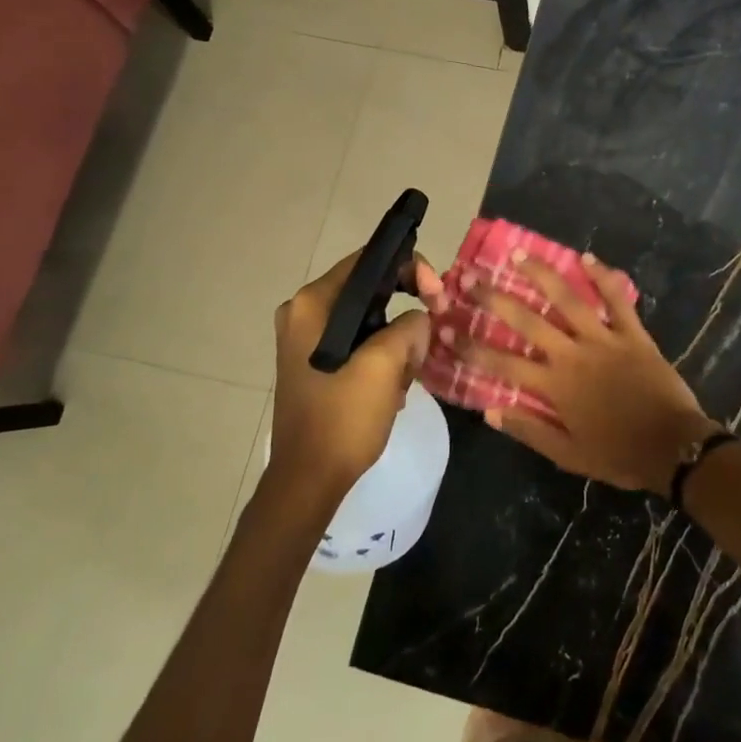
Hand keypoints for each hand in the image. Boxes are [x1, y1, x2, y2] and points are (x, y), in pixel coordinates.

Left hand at [271, 249, 442, 502]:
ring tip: (407, 375)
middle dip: (406, 312)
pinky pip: (359, 344)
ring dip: (397, 342)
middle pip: (370, 290)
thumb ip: (409, 327)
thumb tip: (419, 319)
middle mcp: (303, 313)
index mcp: (312, 304)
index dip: (411, 269)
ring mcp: (306, 340)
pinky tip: (392, 387)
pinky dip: (381, 358)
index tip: (437, 297)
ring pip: (370, 320)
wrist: (308, 480)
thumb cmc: (343, 418)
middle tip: (432, 333)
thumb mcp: (385, 365)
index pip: (369, 261)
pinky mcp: (314, 364)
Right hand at [471, 253, 717, 492]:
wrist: (674, 448)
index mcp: (555, 385)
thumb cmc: (619, 454)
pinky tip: (586, 258)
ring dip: (542, 274)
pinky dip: (603, 277)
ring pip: (568, 300)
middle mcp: (573, 354)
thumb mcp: (569, 455)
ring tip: (519, 253)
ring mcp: (605, 339)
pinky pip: (616, 300)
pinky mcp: (633, 333)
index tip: (445, 330)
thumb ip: (529, 430)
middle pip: (527, 321)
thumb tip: (489, 410)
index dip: (471, 347)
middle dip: (495, 299)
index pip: (502, 364)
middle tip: (471, 277)